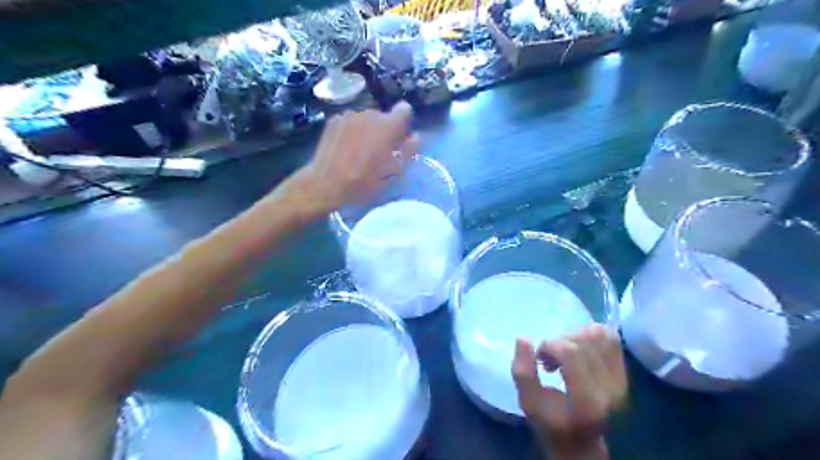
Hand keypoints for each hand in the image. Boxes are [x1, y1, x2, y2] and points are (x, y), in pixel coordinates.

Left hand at [290, 102, 418, 216]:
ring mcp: (349, 114)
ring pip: (366, 119)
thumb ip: (409, 149)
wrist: (327, 184)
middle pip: (384, 116)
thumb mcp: (394, 171)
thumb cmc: (365, 181)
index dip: (404, 124)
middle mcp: (370, 113)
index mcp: (388, 125)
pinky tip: (345, 148)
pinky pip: (350, 122)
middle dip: (384, 130)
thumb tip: (415, 136)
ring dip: (367, 130)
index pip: (405, 110)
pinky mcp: (334, 119)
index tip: (399, 139)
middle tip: (378, 151)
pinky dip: (352, 131)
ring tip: (359, 151)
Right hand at [511, 324, 628, 459]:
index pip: (570, 352)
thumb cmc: (550, 424)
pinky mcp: (625, 373)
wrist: (582, 444)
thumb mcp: (528, 402)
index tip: (539, 357)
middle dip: (560, 341)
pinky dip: (590, 335)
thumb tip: (523, 338)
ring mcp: (622, 380)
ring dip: (575, 336)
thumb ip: (522, 372)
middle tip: (550, 358)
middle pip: (584, 340)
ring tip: (564, 352)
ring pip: (599, 334)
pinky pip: (610, 338)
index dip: (549, 345)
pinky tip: (579, 348)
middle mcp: (611, 389)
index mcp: (587, 402)